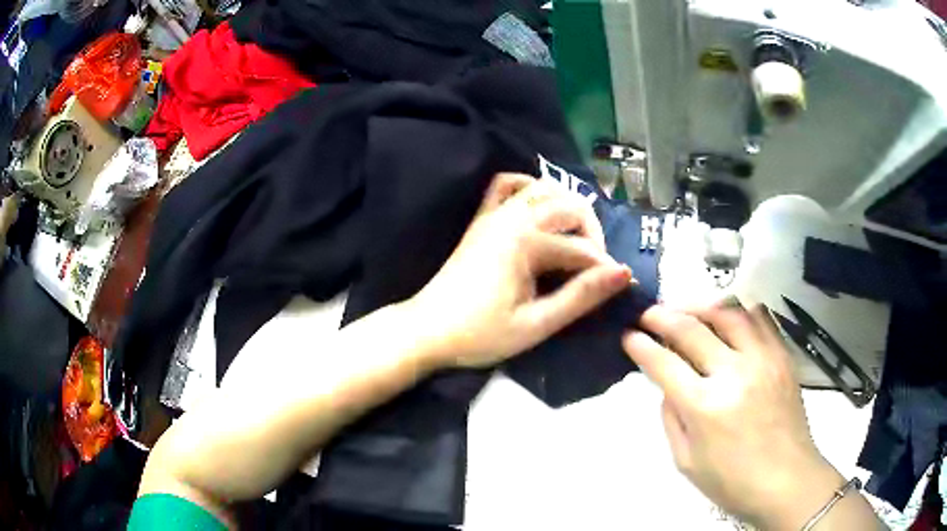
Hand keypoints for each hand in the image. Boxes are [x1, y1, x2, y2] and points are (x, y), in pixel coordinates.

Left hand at [409, 173, 631, 368]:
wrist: (427, 330)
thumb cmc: (480, 334)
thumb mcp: (536, 324)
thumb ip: (581, 297)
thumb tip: (623, 274)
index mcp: (527, 242)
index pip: (582, 250)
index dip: (605, 271)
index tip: (620, 291)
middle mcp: (513, 217)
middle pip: (571, 207)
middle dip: (592, 235)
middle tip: (595, 270)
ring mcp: (495, 214)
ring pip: (544, 189)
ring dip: (568, 208)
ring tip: (576, 241)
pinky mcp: (482, 219)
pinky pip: (506, 186)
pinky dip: (528, 187)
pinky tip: (539, 207)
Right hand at [623, 303, 846, 529]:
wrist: (786, 480)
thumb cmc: (732, 481)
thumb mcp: (686, 462)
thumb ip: (671, 419)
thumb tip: (668, 385)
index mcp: (704, 407)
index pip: (664, 363)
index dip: (640, 345)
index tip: (628, 336)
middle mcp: (733, 374)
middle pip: (691, 329)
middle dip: (661, 316)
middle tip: (648, 314)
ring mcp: (762, 360)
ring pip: (727, 313)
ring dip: (700, 306)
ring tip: (686, 310)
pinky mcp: (782, 356)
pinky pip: (760, 319)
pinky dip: (739, 311)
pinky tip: (728, 317)